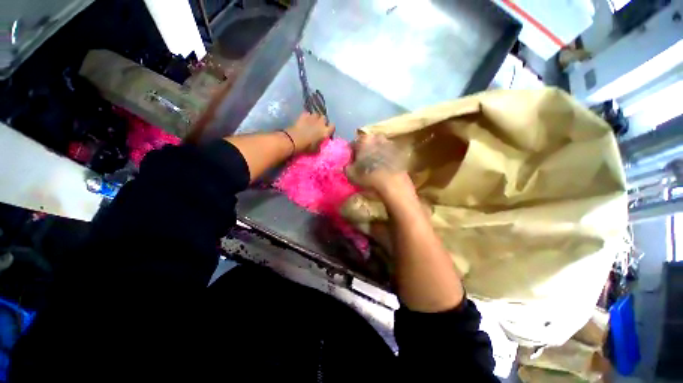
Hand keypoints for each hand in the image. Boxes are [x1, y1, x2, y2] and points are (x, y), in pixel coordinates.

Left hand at [285, 112, 334, 153]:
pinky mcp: (303, 115)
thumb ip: (320, 146)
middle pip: (324, 118)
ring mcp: (312, 117)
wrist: (294, 140)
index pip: (333, 126)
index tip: (328, 130)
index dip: (331, 128)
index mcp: (325, 132)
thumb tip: (319, 146)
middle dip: (322, 121)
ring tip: (312, 121)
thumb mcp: (316, 150)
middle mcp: (321, 123)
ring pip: (316, 114)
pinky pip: (308, 114)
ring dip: (315, 117)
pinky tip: (304, 120)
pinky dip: (307, 116)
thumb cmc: (307, 147)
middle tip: (319, 126)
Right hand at [345, 134, 412, 197]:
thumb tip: (346, 164)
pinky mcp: (399, 152)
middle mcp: (377, 137)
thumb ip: (345, 167)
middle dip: (363, 152)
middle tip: (362, 164)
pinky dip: (384, 158)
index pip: (352, 145)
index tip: (351, 163)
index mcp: (363, 139)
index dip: (351, 154)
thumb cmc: (368, 176)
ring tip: (373, 167)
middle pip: (366, 144)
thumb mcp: (350, 174)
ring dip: (374, 154)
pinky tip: (383, 168)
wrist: (393, 184)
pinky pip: (387, 153)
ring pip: (378, 147)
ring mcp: (389, 143)